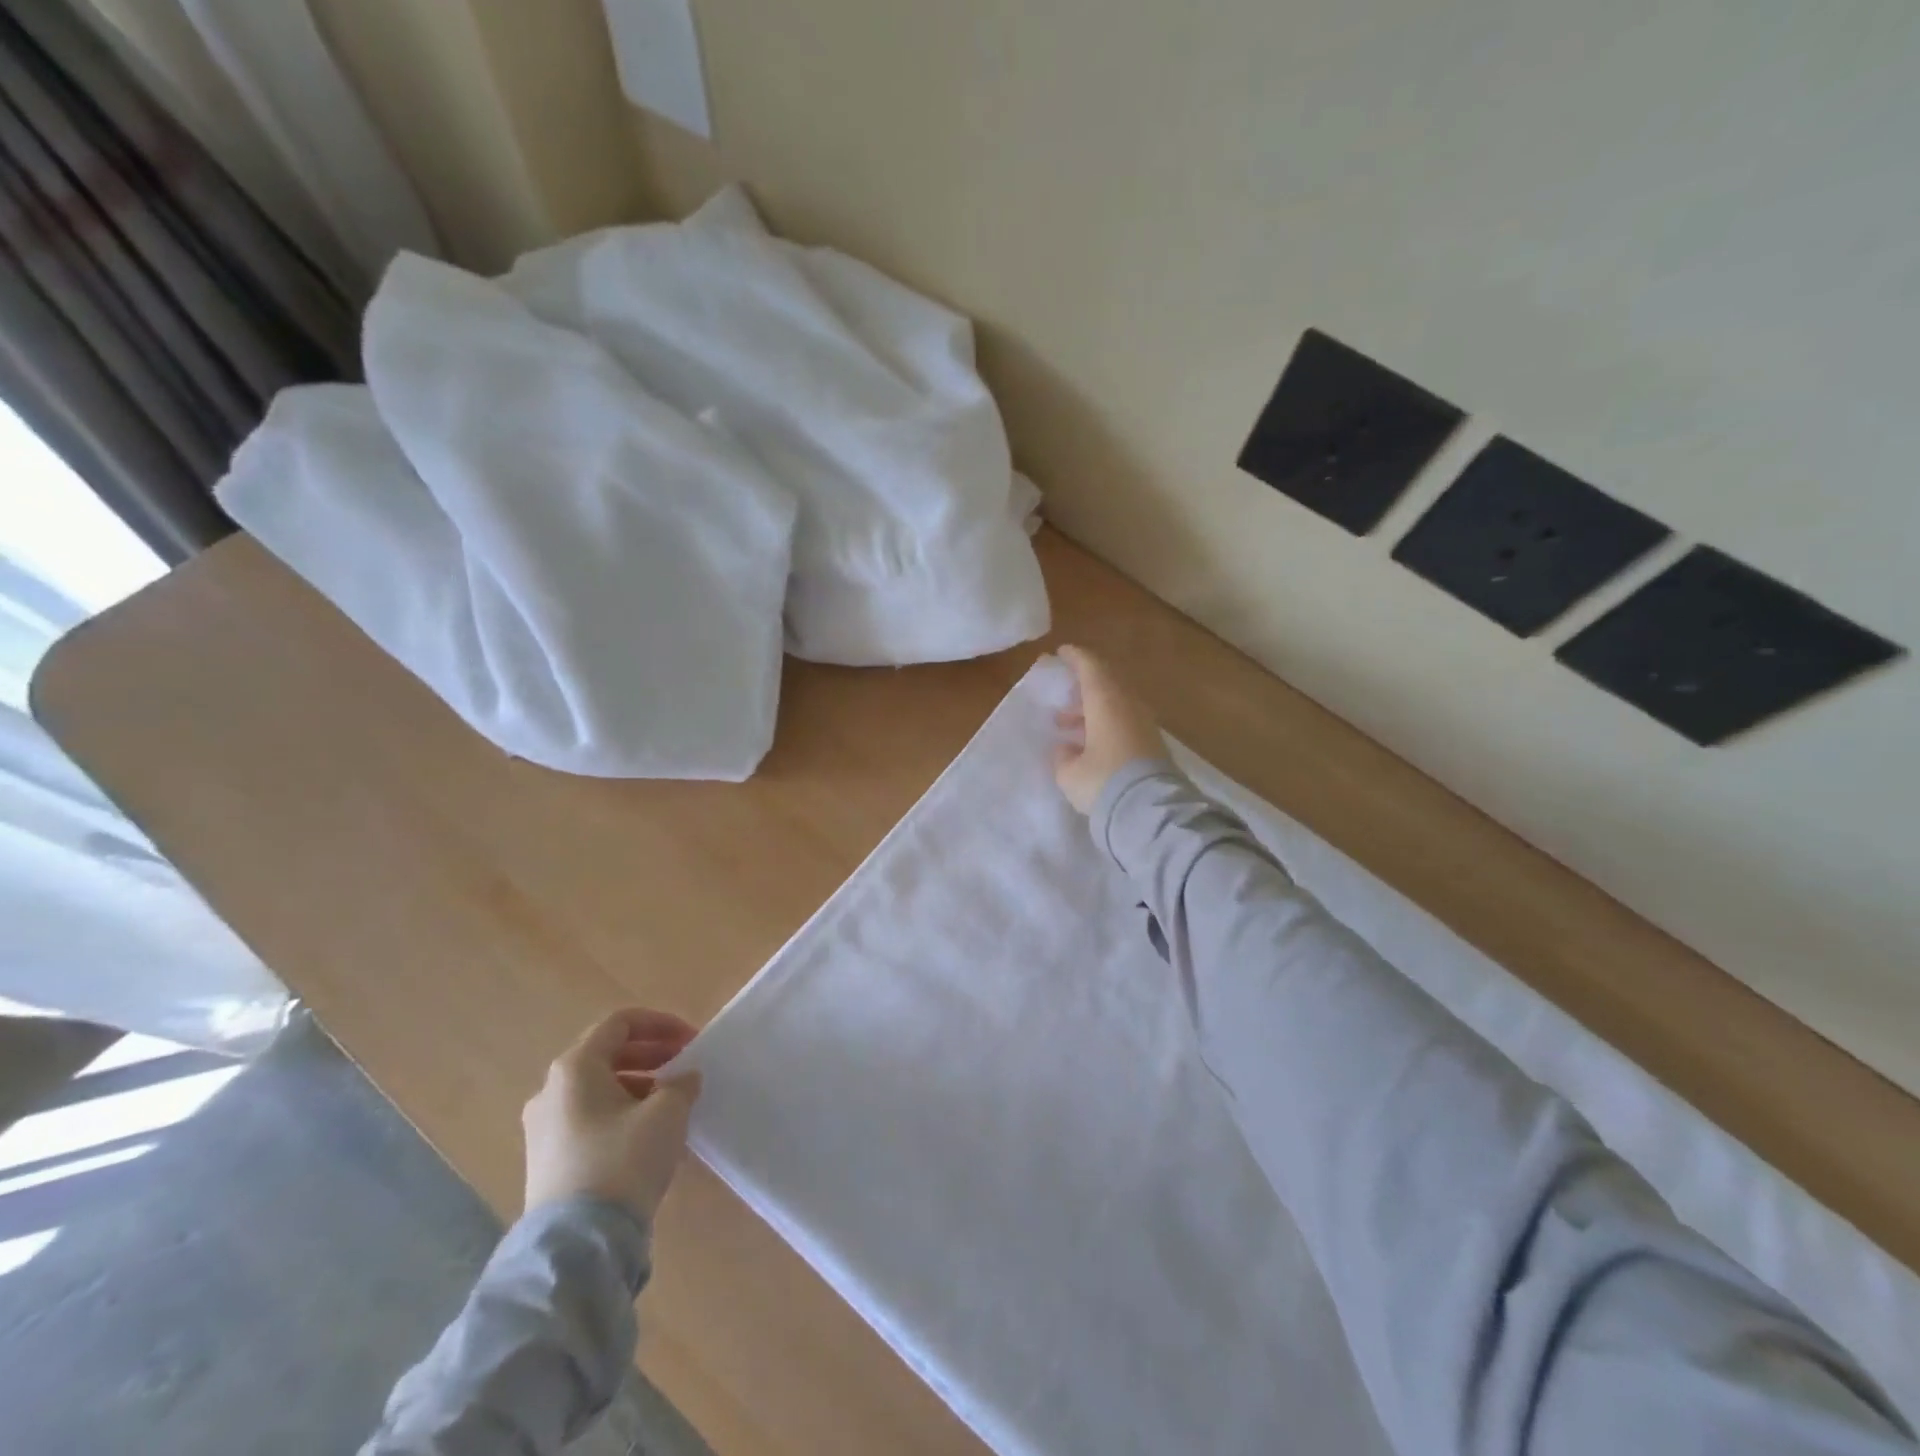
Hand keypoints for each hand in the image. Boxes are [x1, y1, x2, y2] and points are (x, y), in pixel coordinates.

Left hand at [522, 1008, 701, 1221]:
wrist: (577, 1244)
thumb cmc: (624, 1159)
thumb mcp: (667, 1112)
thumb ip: (681, 1084)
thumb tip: (683, 1079)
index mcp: (575, 1068)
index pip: (620, 1023)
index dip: (660, 1024)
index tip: (691, 1040)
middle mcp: (551, 1091)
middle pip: (606, 1055)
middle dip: (651, 1054)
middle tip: (685, 1066)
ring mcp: (544, 1129)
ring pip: (598, 1090)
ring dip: (639, 1086)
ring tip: (673, 1104)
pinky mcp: (547, 1162)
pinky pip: (590, 1120)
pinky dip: (622, 1114)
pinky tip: (649, 1136)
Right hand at [1051, 644, 1168, 814]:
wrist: (1150, 811)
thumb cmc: (1102, 782)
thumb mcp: (1069, 773)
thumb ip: (1063, 756)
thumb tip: (1065, 749)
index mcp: (1106, 701)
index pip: (1091, 666)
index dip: (1075, 657)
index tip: (1061, 653)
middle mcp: (1128, 705)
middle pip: (1106, 683)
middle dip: (1083, 687)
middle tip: (1063, 699)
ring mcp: (1144, 724)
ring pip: (1115, 704)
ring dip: (1092, 710)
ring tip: (1068, 727)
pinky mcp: (1152, 744)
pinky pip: (1124, 722)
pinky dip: (1105, 724)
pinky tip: (1090, 745)